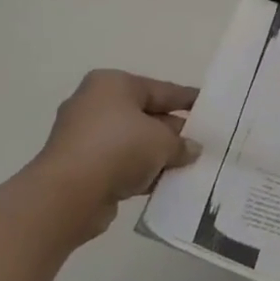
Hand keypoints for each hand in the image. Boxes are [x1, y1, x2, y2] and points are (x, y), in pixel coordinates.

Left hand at [29, 71, 200, 239]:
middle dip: (175, 131)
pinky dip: (142, 171)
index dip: (189, 100)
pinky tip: (166, 182)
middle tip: (204, 142)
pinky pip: (121, 163)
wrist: (67, 195)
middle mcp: (96, 104)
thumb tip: (192, 149)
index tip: (212, 106)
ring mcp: (85, 136)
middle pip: (147, 115)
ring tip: (190, 165)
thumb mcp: (164, 142)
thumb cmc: (119, 149)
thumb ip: (183, 143)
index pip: (162, 90)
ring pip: (134, 142)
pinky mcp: (81, 165)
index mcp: (113, 85)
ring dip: (159, 154)